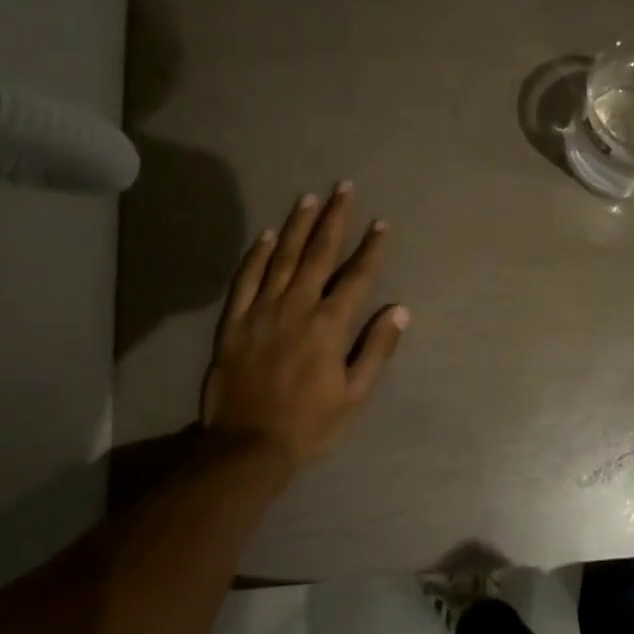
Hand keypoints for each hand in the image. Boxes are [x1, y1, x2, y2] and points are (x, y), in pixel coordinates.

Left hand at [200, 183, 408, 467]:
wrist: (248, 446)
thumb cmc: (310, 424)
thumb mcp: (355, 394)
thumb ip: (376, 348)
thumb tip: (399, 310)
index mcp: (329, 326)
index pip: (356, 277)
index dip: (371, 249)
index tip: (380, 223)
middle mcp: (296, 308)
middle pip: (318, 254)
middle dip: (334, 219)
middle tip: (343, 188)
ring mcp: (261, 312)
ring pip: (281, 258)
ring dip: (297, 226)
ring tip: (309, 199)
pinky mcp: (233, 322)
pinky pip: (245, 280)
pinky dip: (255, 256)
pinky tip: (264, 236)